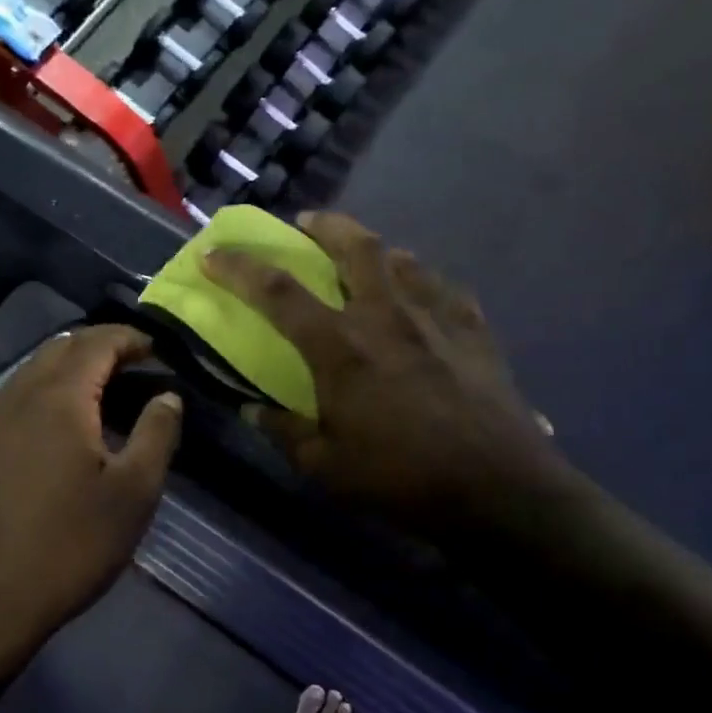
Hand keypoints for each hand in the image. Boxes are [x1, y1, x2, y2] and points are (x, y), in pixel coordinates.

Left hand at [0, 326, 181, 644]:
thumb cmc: (70, 544)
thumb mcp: (133, 493)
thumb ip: (156, 434)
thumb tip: (168, 396)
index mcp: (59, 398)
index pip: (96, 343)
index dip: (129, 338)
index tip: (157, 349)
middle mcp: (18, 396)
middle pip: (60, 348)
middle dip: (100, 345)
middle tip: (135, 364)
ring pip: (34, 370)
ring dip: (71, 365)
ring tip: (105, 388)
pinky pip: (18, 396)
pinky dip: (48, 390)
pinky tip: (65, 423)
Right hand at [203, 212, 570, 536]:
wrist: (497, 489)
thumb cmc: (400, 478)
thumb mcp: (325, 466)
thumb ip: (285, 431)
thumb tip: (253, 410)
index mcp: (340, 346)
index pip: (278, 292)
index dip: (239, 268)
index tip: (213, 254)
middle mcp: (385, 315)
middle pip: (354, 247)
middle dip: (324, 226)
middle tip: (307, 223)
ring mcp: (435, 317)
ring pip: (401, 259)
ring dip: (374, 249)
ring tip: (366, 258)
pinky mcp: (474, 330)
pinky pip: (443, 287)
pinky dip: (422, 280)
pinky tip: (421, 293)